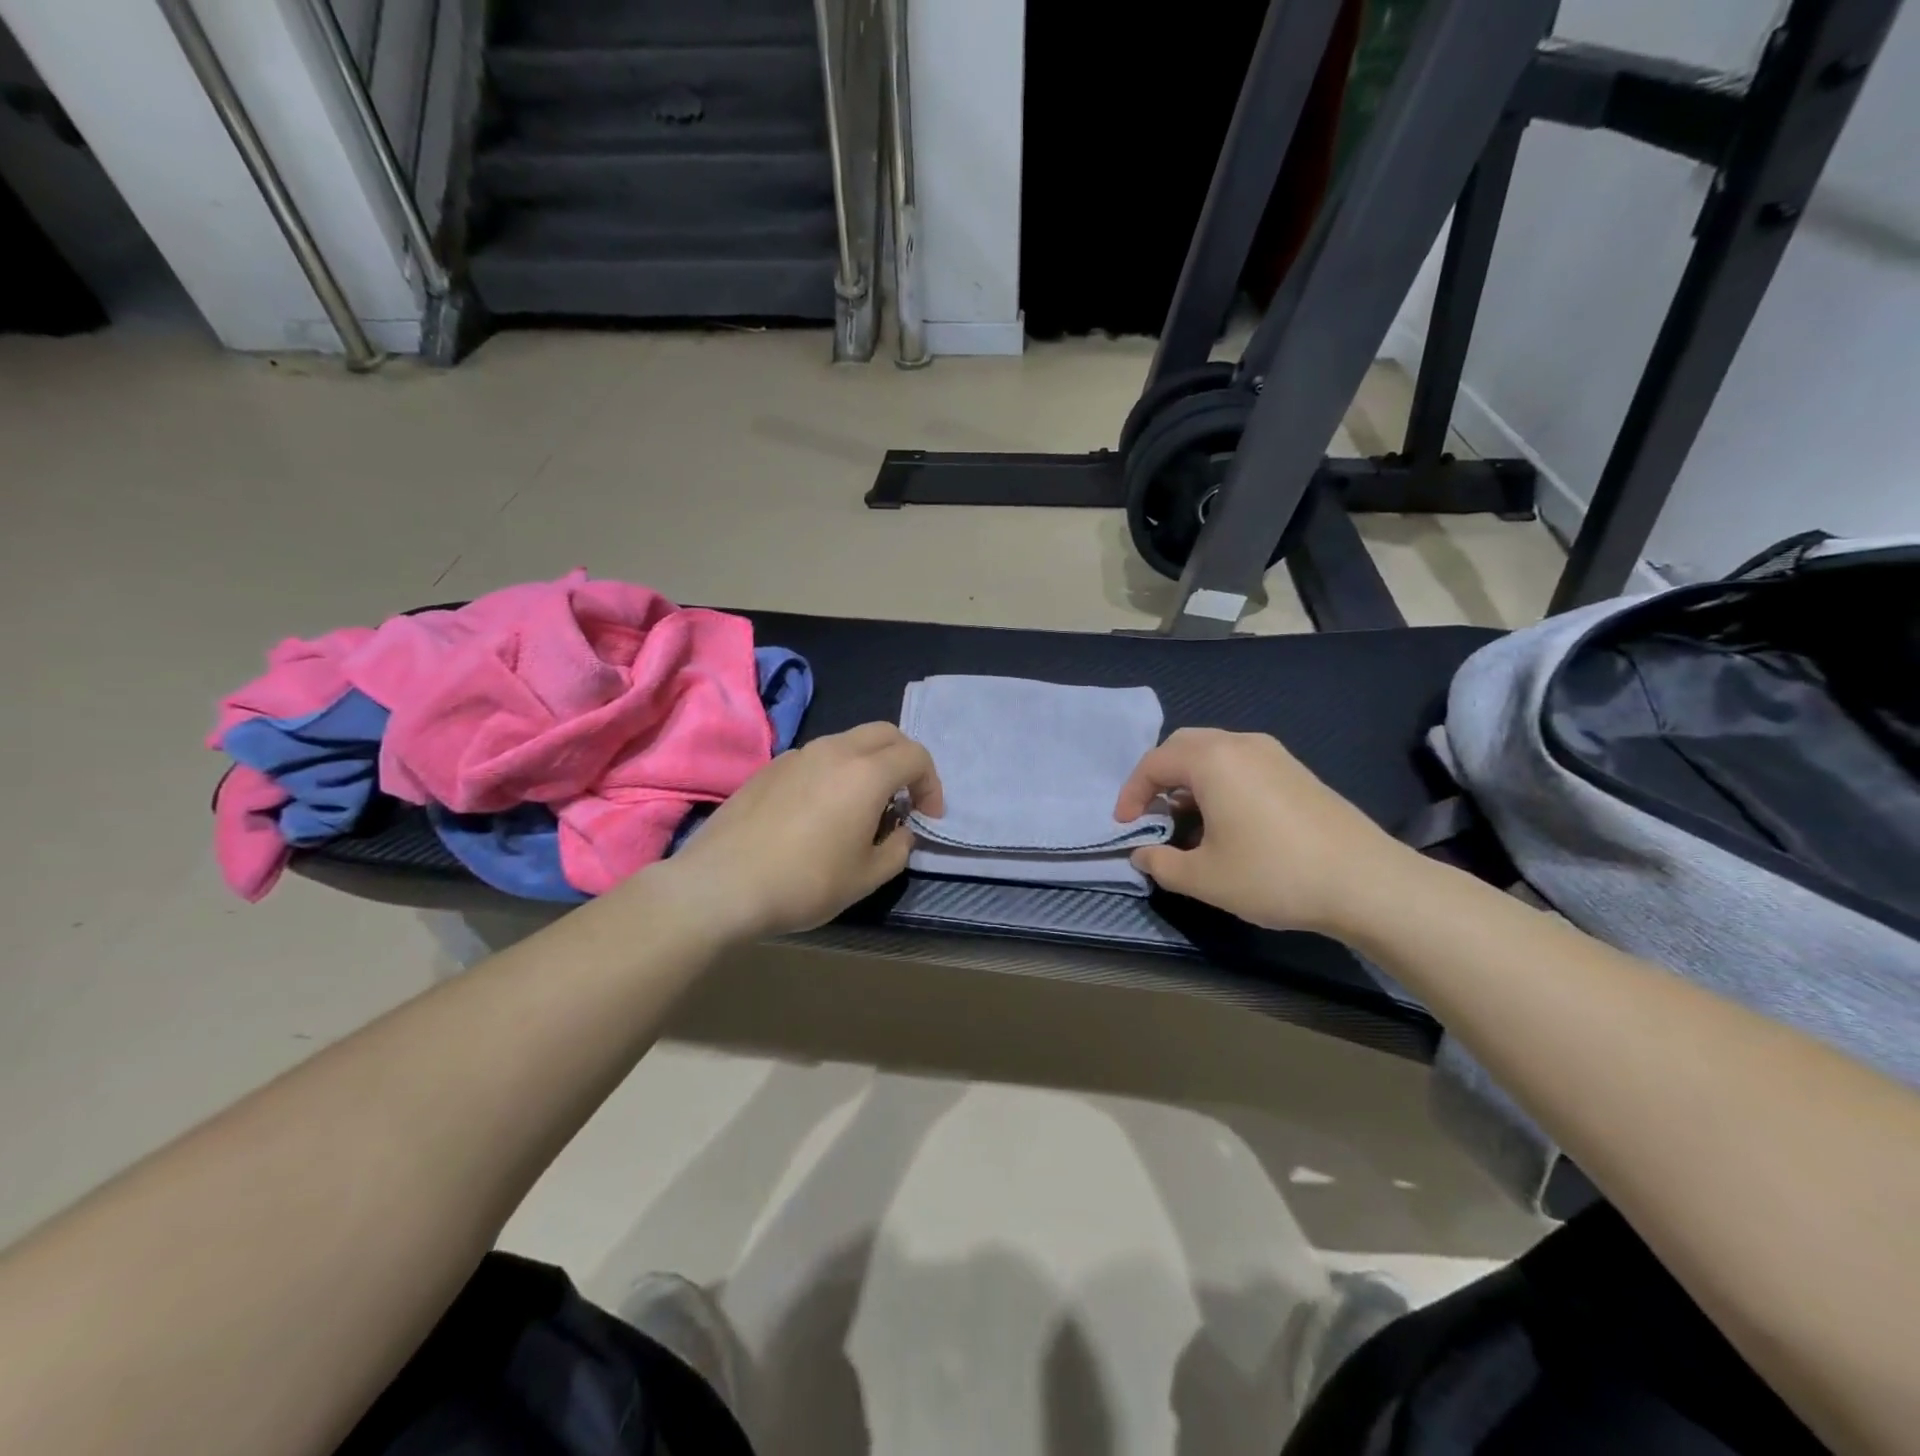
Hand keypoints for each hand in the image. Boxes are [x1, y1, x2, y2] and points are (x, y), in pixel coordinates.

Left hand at [654, 723, 943, 941]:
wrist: (722, 885)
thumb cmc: (804, 883)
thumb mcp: (866, 878)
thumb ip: (898, 848)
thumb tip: (900, 831)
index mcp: (866, 773)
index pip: (915, 756)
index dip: (931, 784)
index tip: (927, 817)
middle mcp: (834, 751)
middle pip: (884, 733)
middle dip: (904, 760)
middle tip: (904, 798)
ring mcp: (797, 755)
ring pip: (848, 741)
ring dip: (869, 763)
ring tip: (863, 806)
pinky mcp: (770, 768)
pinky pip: (817, 757)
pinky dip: (835, 771)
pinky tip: (821, 811)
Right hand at [1115, 728, 1419, 935]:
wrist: (1366, 882)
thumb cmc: (1273, 874)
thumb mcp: (1204, 878)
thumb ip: (1161, 863)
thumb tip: (1141, 855)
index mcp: (1212, 760)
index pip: (1154, 763)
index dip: (1131, 793)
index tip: (1125, 827)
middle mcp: (1241, 744)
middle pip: (1183, 746)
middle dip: (1158, 777)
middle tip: (1151, 813)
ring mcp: (1274, 754)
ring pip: (1214, 752)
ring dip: (1189, 779)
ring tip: (1185, 819)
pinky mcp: (1296, 771)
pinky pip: (1241, 762)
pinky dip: (1219, 781)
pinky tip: (1226, 820)